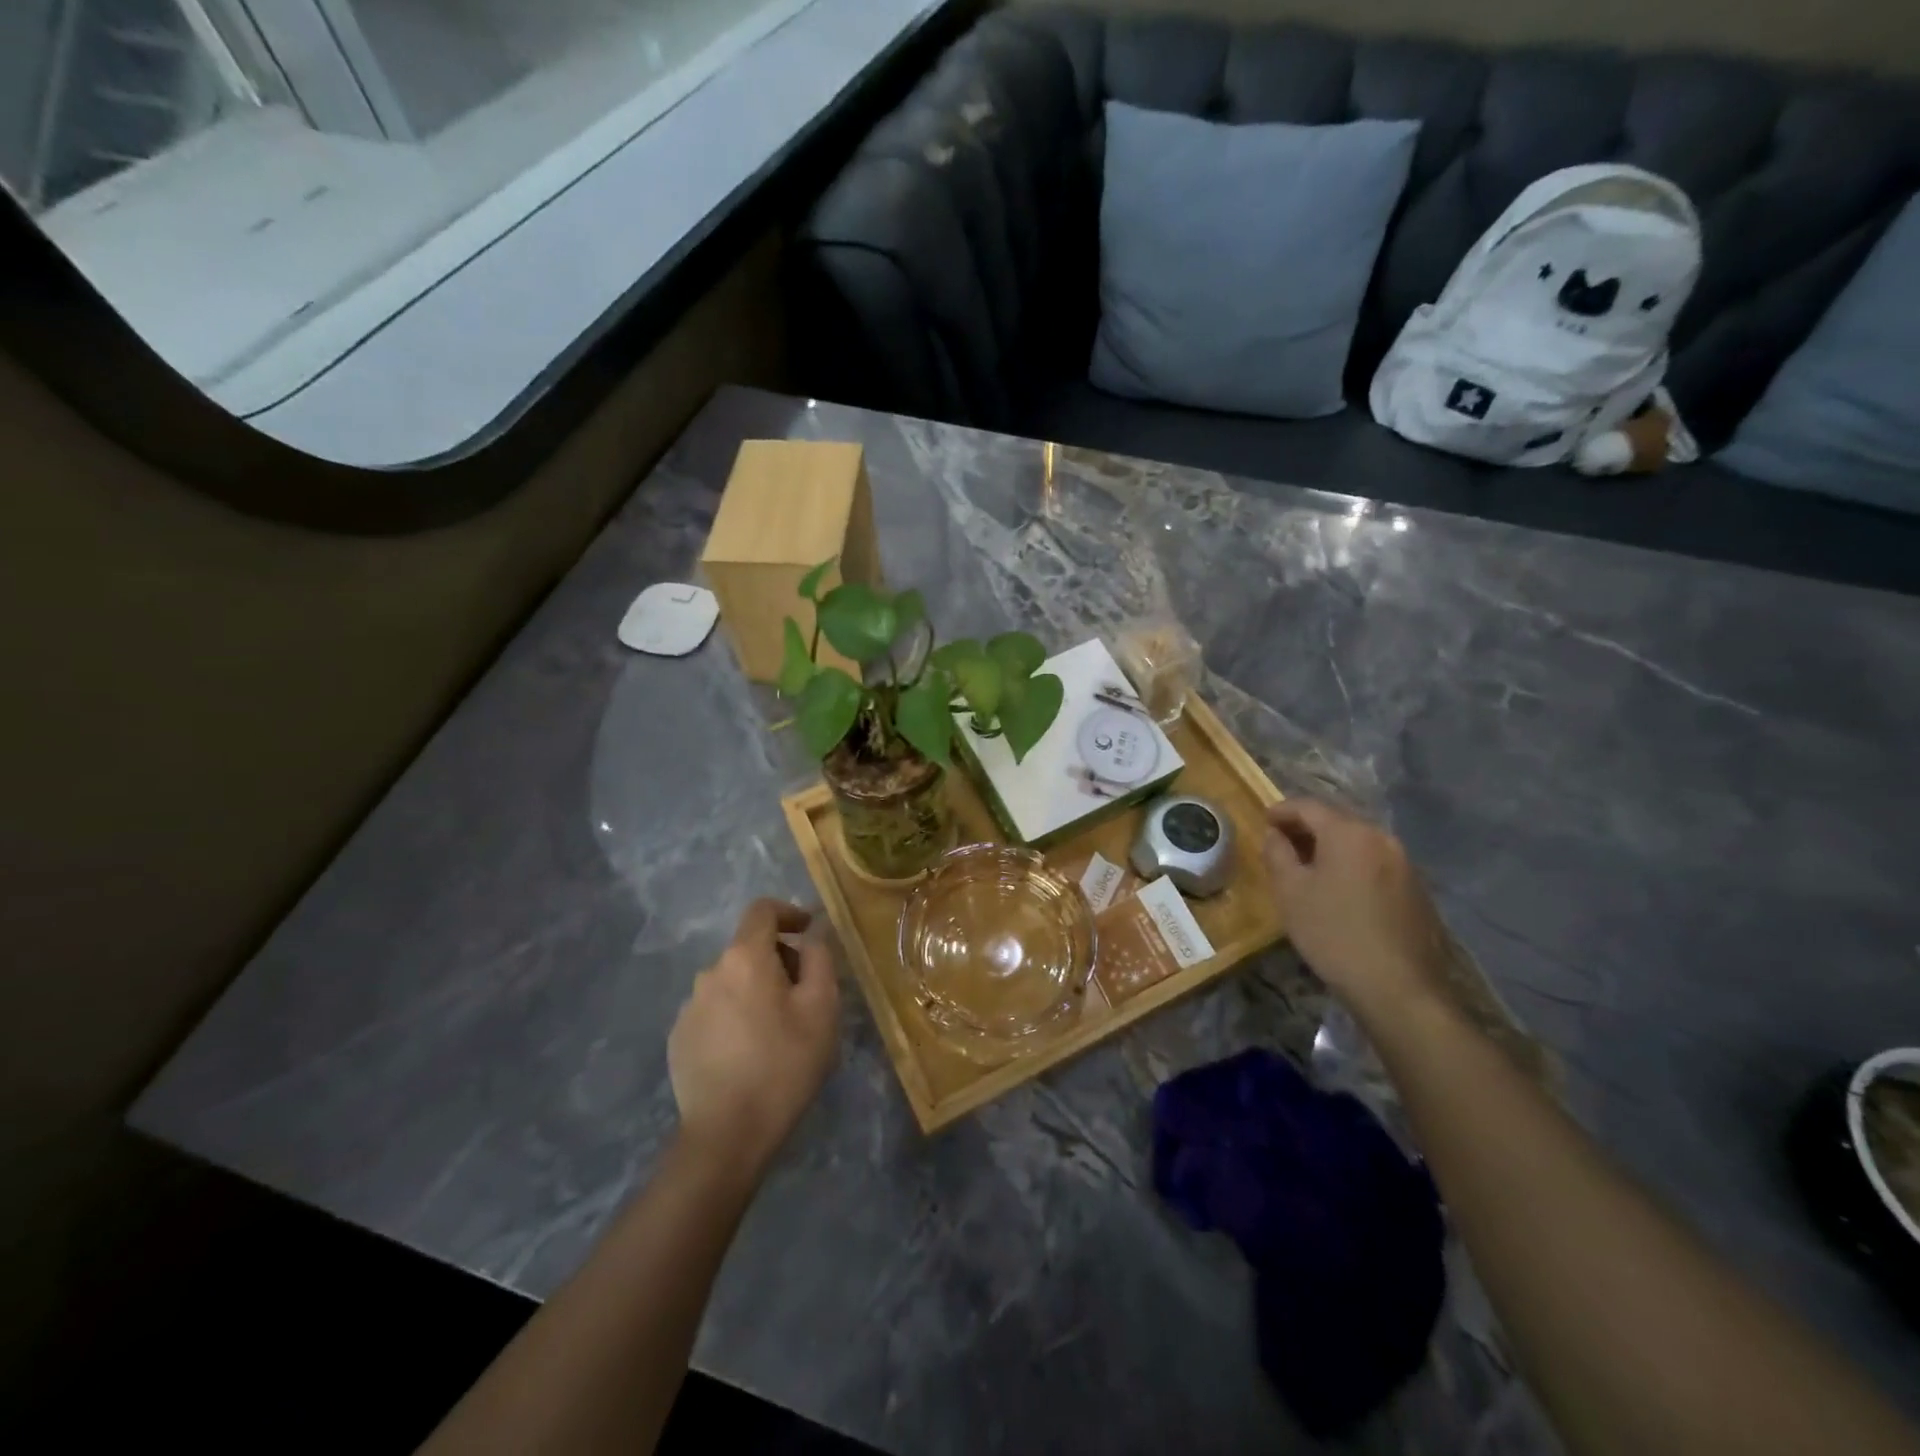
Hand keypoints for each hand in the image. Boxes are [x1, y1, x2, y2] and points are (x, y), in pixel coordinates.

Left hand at [668, 900, 840, 1183]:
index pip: (762, 910)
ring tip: (778, 1030)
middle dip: (778, 959)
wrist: (727, 1135)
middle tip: (805, 995)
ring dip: (756, 990)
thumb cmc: (784, 1064)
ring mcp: (689, 1007)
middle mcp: (710, 972)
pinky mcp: (679, 1038)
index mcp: (745, 958)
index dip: (789, 912)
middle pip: (749, 948)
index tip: (809, 930)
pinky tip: (749, 1052)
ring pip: (731, 981)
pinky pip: (714, 1010)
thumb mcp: (822, 1008)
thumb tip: (812, 934)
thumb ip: (819, 958)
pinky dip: (735, 1015)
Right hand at [1263, 798, 1452, 1025]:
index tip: (1263, 820)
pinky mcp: (1416, 889)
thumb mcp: (1290, 892)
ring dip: (1330, 847)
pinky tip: (1338, 888)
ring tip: (1307, 866)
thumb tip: (1275, 834)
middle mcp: (1381, 838)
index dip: (1282, 810)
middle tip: (1281, 841)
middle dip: (1306, 827)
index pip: (1309, 806)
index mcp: (1349, 833)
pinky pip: (1374, 863)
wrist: (1398, 988)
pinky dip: (1351, 865)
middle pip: (1337, 820)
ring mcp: (1404, 864)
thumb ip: (1278, 854)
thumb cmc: (1333, 933)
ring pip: (1358, 842)